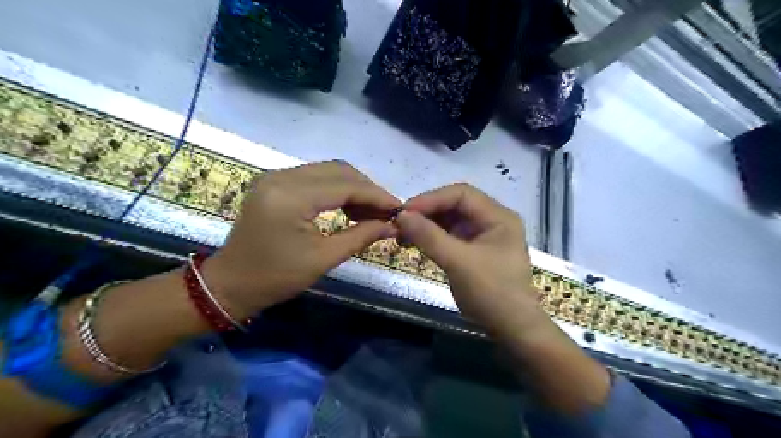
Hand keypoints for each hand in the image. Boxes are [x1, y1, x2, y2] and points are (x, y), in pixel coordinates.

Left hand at [203, 160, 399, 314]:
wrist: (230, 283)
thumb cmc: (275, 278)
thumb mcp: (323, 259)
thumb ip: (361, 236)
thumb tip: (393, 226)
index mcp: (290, 197)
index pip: (345, 185)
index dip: (377, 195)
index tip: (399, 208)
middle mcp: (281, 177)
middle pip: (339, 170)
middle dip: (367, 189)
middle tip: (385, 211)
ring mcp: (275, 176)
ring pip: (328, 170)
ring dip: (353, 187)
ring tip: (370, 211)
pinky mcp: (274, 182)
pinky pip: (315, 177)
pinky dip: (336, 189)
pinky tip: (348, 207)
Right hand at [397, 184, 544, 336]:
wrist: (511, 329)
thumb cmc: (491, 292)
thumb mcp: (458, 262)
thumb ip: (429, 236)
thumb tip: (401, 216)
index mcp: (498, 216)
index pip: (461, 194)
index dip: (431, 199)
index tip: (405, 211)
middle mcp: (492, 220)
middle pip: (455, 205)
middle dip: (426, 213)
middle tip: (400, 224)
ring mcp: (483, 236)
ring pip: (450, 221)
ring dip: (426, 225)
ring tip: (401, 235)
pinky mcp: (474, 251)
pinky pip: (449, 236)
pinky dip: (431, 238)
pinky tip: (414, 244)